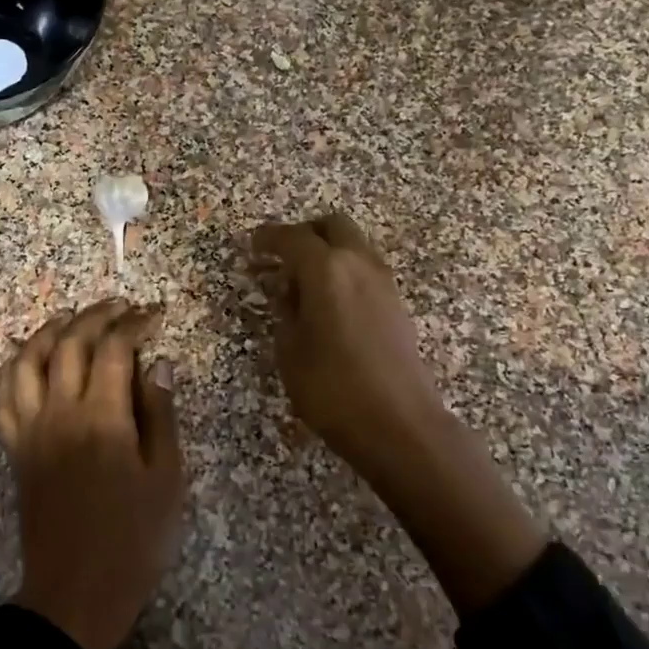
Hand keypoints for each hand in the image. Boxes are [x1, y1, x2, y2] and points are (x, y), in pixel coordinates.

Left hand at [0, 299, 183, 648]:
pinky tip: (30, 359)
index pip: (114, 349)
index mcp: (102, 418)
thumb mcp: (166, 478)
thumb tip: (157, 364)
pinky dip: (15, 367)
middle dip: (95, 316)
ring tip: (71, 319)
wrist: (77, 590)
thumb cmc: (134, 539)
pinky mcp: (15, 448)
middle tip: (120, 307)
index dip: (135, 324)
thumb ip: (161, 415)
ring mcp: (30, 429)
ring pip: (28, 360)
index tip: (154, 314)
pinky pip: (4, 396)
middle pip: (69, 343)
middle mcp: (59, 413)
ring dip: (50, 331)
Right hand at [250, 212, 445, 481]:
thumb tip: (284, 291)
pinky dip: (343, 272)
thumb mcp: (290, 350)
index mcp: (327, 270)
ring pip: (353, 245)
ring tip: (301, 284)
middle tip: (280, 257)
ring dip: (327, 252)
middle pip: (332, 226)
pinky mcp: (396, 303)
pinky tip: (327, 303)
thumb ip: (284, 311)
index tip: (250, 245)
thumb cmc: (332, 388)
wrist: (398, 423)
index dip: (267, 238)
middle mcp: (359, 264)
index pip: (292, 238)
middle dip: (304, 233)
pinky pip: (364, 269)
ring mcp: (383, 282)